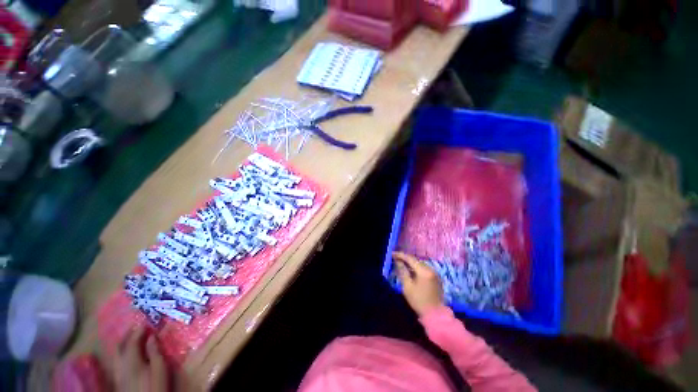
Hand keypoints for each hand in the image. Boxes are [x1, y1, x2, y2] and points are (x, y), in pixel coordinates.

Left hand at [114, 326, 168, 391]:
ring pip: (117, 353)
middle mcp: (120, 364)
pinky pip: (117, 360)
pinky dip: (123, 352)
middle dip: (128, 335)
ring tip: (133, 337)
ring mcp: (117, 372)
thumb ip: (154, 351)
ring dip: (124, 343)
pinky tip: (129, 353)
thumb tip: (152, 336)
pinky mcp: (118, 378)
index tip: (147, 322)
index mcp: (131, 360)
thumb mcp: (159, 368)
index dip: (139, 330)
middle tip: (138, 327)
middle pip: (120, 346)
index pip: (132, 340)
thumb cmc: (155, 385)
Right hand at [393, 251, 443, 316]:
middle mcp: (431, 269)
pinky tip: (411, 271)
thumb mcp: (407, 286)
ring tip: (402, 264)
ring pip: (420, 264)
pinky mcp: (436, 278)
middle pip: (416, 260)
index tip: (392, 254)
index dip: (400, 255)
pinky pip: (424, 269)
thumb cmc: (419, 301)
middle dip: (405, 258)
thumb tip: (398, 261)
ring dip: (411, 263)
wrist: (435, 315)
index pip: (410, 258)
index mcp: (424, 271)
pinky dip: (417, 268)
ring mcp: (435, 273)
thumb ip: (402, 271)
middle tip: (395, 259)